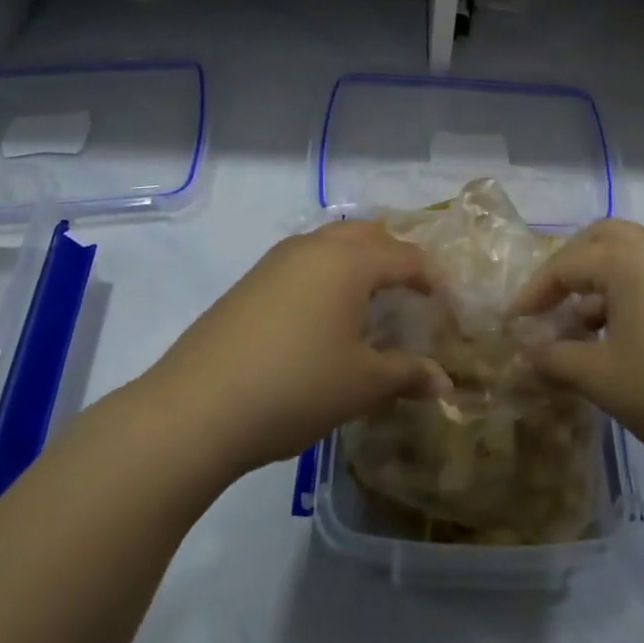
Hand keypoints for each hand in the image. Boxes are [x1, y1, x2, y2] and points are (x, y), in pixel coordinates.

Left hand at [140, 221, 452, 479]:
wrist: (196, 408)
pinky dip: (328, 273)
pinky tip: (323, 313)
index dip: (433, 280)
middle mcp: (315, 246)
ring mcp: (277, 260)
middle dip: (396, 256)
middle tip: (413, 292)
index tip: (447, 308)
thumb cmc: (295, 387)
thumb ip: (408, 375)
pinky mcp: (251, 280)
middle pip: (369, 234)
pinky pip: (305, 260)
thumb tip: (446, 384)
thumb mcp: (361, 385)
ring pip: (332, 241)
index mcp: (350, 261)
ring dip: (359, 260)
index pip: (407, 256)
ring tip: (371, 299)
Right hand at [513, 220, 643, 481]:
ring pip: (633, 257)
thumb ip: (556, 359)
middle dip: (570, 266)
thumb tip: (525, 355)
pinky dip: (630, 292)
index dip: (535, 292)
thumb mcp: (602, 378)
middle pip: (603, 239)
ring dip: (601, 281)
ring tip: (583, 328)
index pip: (567, 263)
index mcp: (630, 260)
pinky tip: (623, 338)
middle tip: (550, 301)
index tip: (515, 321)